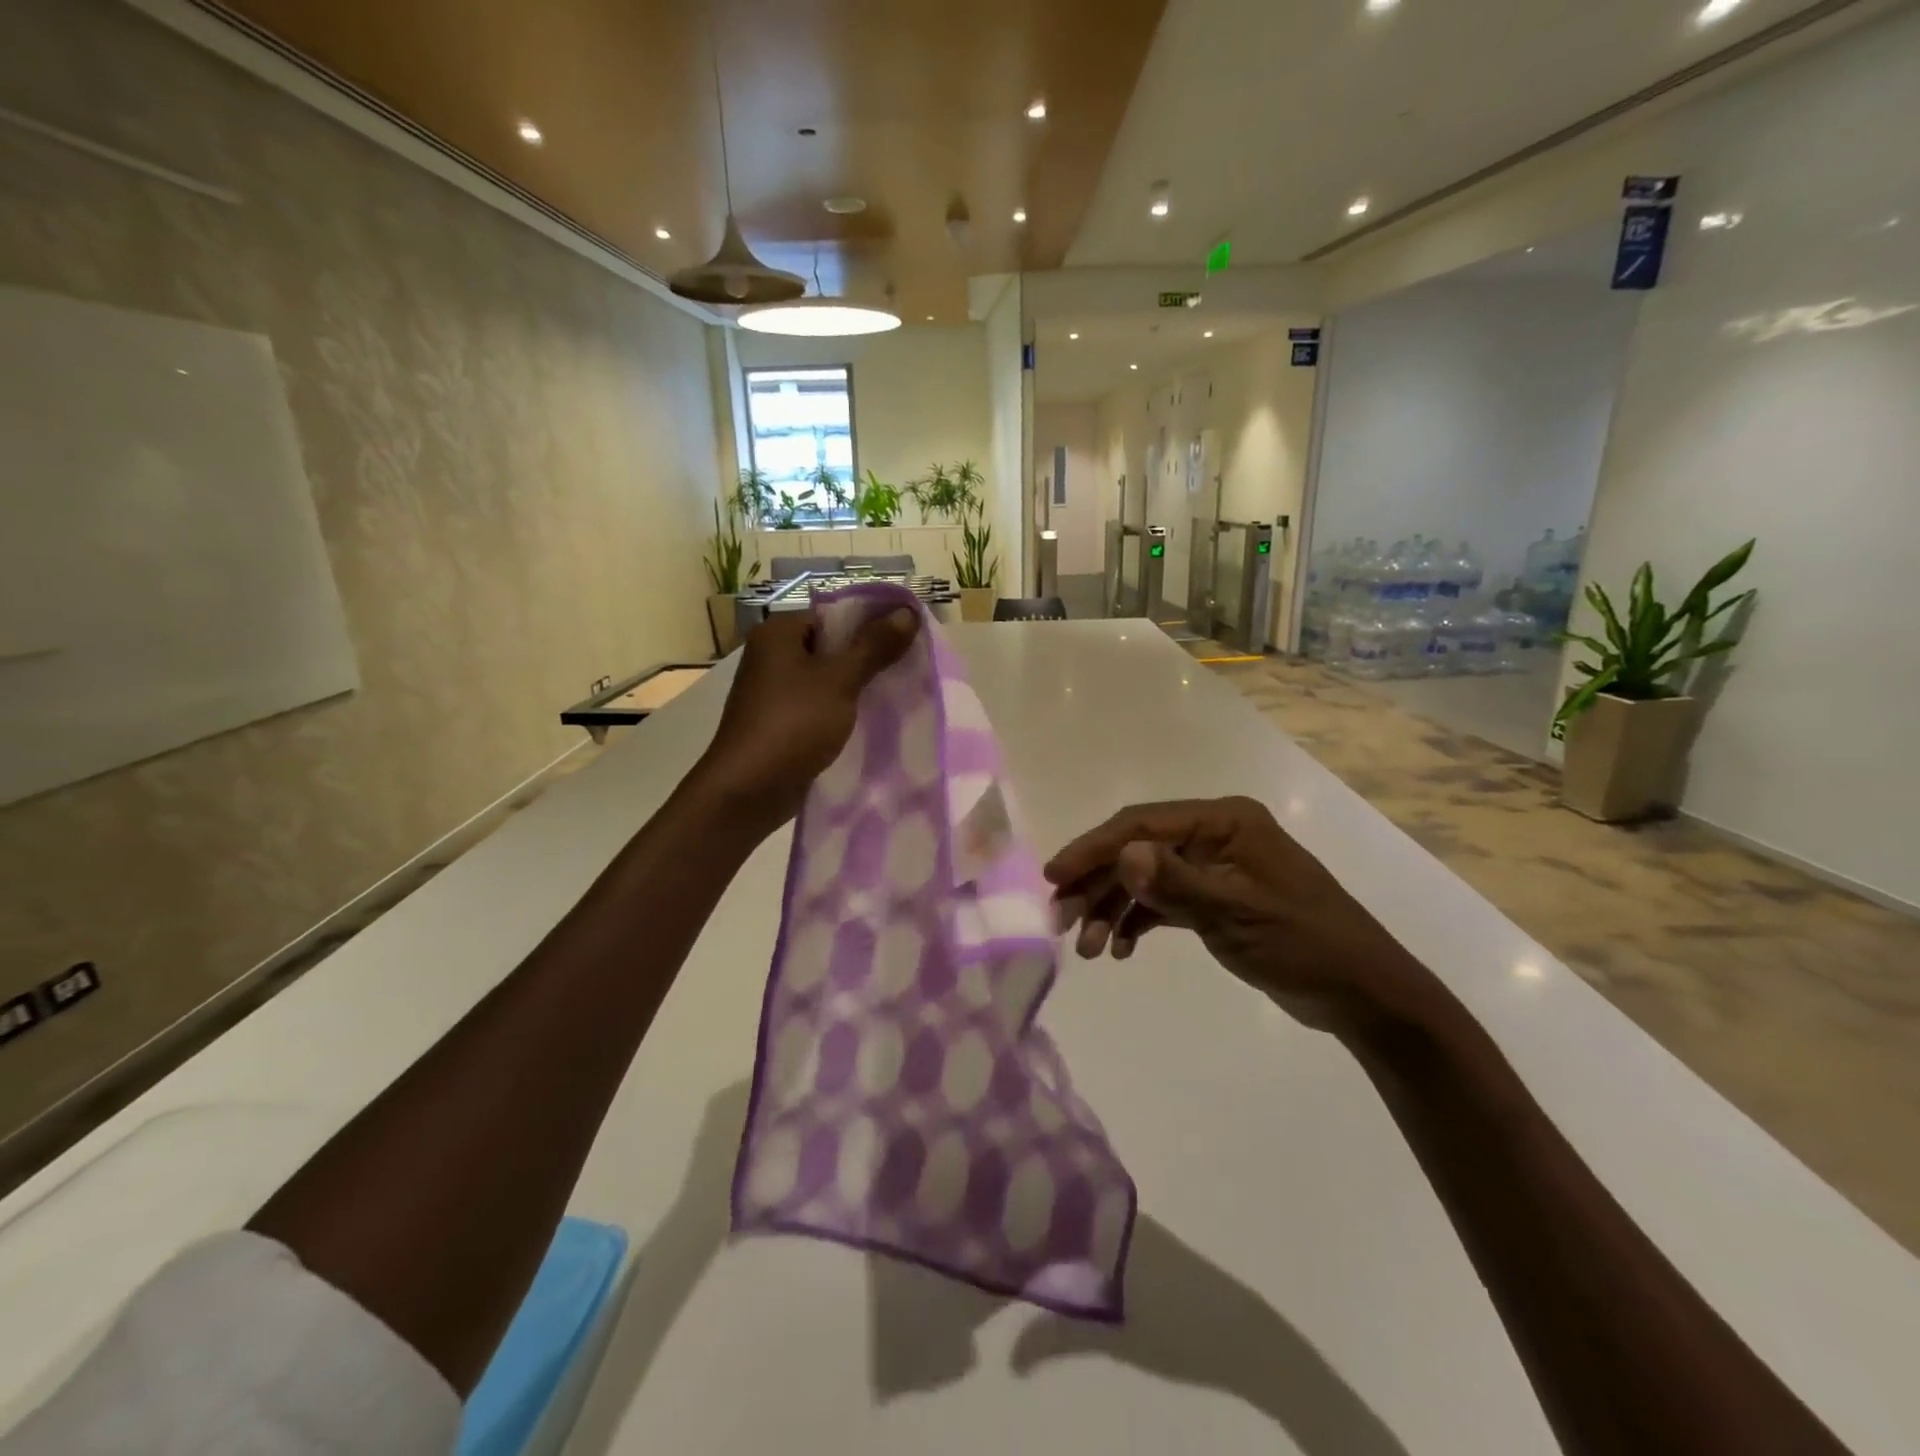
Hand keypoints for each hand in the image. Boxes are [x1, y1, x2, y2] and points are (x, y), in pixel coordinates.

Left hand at [696, 607, 918, 831]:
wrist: (748, 791)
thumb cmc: (792, 724)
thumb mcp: (839, 680)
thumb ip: (874, 646)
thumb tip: (908, 611)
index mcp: (778, 633)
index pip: (833, 614)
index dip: (872, 621)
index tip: (909, 635)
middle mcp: (772, 656)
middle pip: (831, 646)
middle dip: (870, 656)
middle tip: (912, 664)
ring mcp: (774, 692)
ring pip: (828, 679)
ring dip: (858, 686)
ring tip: (900, 691)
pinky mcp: (781, 723)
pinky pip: (820, 706)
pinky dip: (843, 710)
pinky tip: (874, 720)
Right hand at [1045, 797, 1441, 1040]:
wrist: (1363, 994)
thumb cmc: (1304, 944)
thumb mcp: (1237, 913)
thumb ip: (1176, 884)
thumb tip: (1123, 854)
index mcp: (1222, 821)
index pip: (1142, 825)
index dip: (1093, 849)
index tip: (1055, 877)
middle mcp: (1213, 835)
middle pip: (1137, 850)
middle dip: (1097, 884)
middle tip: (1062, 922)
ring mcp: (1214, 866)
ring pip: (1145, 878)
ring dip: (1113, 908)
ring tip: (1089, 949)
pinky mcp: (1215, 898)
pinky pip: (1163, 902)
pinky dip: (1139, 921)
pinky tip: (1121, 949)